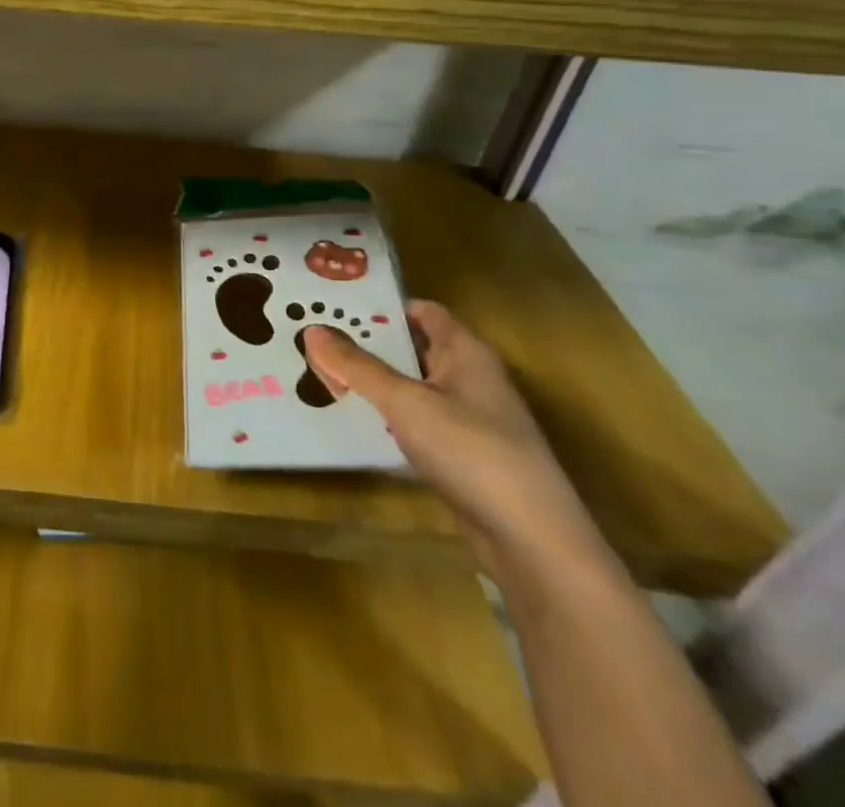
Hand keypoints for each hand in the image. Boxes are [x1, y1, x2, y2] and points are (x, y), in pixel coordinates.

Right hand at [304, 301, 600, 570]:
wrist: (531, 540)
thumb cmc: (471, 450)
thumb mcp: (405, 402)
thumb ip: (357, 366)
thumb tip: (312, 331)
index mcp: (465, 352)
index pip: (421, 311)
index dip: (380, 305)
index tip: (334, 304)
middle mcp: (469, 377)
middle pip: (412, 347)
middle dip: (366, 343)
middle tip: (313, 338)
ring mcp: (468, 419)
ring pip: (411, 387)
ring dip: (373, 382)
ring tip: (319, 373)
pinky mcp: (462, 455)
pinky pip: (415, 422)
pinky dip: (386, 417)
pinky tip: (352, 421)